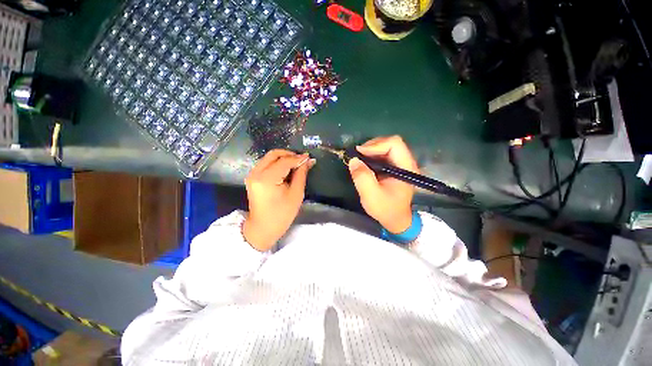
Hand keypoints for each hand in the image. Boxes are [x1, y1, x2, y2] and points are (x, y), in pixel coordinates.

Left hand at [243, 150, 314, 250]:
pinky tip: (287, 169)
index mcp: (267, 179)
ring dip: (284, 158)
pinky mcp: (252, 177)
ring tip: (297, 164)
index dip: (298, 158)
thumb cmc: (282, 214)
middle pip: (274, 154)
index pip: (284, 161)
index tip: (309, 157)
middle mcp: (256, 173)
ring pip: (269, 157)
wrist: (263, 228)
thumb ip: (301, 174)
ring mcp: (252, 174)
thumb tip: (308, 161)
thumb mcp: (296, 194)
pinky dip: (277, 163)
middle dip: (289, 154)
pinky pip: (266, 163)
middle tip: (302, 160)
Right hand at [348, 136, 417, 233]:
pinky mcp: (394, 167)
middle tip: (358, 156)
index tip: (360, 154)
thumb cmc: (386, 209)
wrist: (395, 219)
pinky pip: (383, 154)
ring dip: (371, 151)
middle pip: (390, 142)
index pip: (394, 144)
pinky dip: (372, 156)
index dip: (376, 145)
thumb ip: (362, 177)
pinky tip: (365, 163)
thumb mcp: (371, 196)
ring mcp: (401, 164)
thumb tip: (353, 160)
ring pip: (386, 147)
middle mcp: (406, 162)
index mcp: (406, 168)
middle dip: (372, 146)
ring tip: (360, 160)